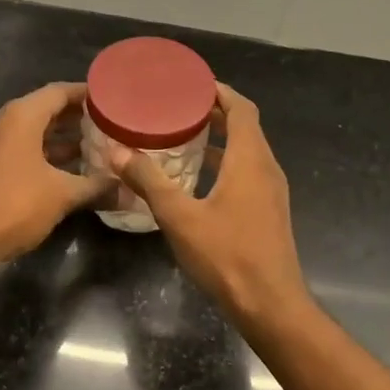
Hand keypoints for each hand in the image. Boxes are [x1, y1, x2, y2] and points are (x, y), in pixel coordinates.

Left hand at [0, 82, 105, 261]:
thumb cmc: (15, 204)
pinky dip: (41, 154)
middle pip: (44, 110)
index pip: (59, 92)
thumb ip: (96, 187)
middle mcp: (2, 122)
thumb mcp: (63, 195)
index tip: (111, 101)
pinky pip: (18, 149)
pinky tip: (64, 172)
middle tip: (106, 126)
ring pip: (30, 132)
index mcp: (21, 116)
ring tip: (92, 149)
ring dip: (58, 139)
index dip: (86, 95)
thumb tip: (127, 191)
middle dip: (75, 118)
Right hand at [107, 84, 309, 323]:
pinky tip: (198, 178)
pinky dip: (225, 163)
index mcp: (250, 160)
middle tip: (178, 108)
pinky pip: (248, 172)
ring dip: (220, 139)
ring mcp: (272, 192)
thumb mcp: (180, 217)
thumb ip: (149, 182)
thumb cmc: (227, 256)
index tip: (192, 84)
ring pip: (248, 151)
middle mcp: (267, 168)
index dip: (219, 92)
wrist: (270, 304)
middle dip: (215, 113)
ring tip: (183, 136)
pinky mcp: (269, 212)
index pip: (242, 109)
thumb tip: (117, 152)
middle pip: (246, 127)